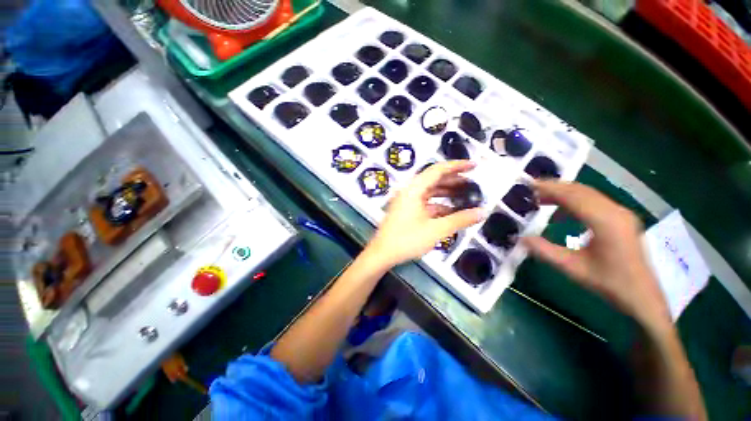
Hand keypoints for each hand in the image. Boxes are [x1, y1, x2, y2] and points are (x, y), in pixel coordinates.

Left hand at [367, 160, 484, 267]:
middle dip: (454, 180)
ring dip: (447, 192)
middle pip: (434, 179)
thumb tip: (482, 212)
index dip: (457, 166)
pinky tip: (451, 211)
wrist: (382, 253)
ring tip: (465, 195)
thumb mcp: (436, 230)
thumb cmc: (406, 239)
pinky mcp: (406, 209)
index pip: (438, 170)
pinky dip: (439, 204)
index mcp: (414, 189)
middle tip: (473, 184)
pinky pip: (425, 202)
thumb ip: (460, 220)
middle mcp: (409, 191)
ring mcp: (407, 200)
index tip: (474, 165)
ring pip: (430, 191)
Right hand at [522, 181, 669, 328]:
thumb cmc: (609, 283)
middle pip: (581, 190)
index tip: (529, 185)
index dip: (550, 188)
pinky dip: (575, 201)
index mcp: (605, 222)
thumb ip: (544, 251)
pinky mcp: (622, 219)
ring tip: (542, 199)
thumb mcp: (572, 268)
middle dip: (555, 188)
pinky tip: (562, 212)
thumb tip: (520, 238)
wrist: (642, 297)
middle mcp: (616, 212)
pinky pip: (595, 202)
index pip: (573, 196)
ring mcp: (621, 214)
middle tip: (531, 190)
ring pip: (589, 194)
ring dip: (564, 194)